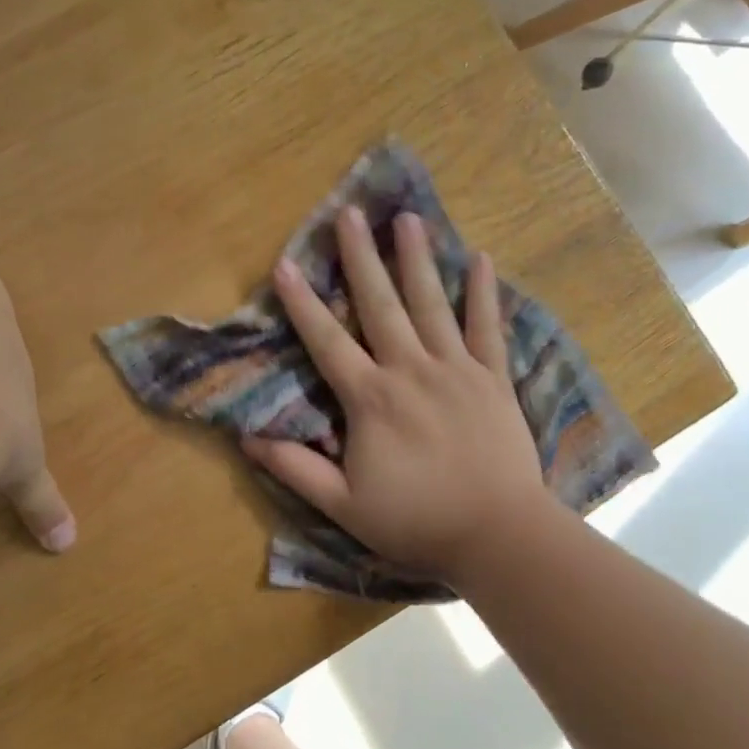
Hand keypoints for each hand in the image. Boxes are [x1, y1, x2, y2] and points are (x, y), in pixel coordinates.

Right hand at [241, 207, 549, 580]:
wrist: (500, 536)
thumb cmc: (417, 521)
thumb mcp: (344, 505)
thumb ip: (296, 468)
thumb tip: (248, 437)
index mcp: (371, 398)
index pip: (326, 341)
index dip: (302, 303)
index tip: (285, 264)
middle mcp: (410, 370)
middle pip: (380, 304)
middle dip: (361, 257)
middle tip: (350, 213)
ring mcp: (456, 369)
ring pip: (432, 304)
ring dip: (416, 259)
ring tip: (407, 219)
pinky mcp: (493, 379)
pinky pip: (487, 328)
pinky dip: (483, 293)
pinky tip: (479, 258)